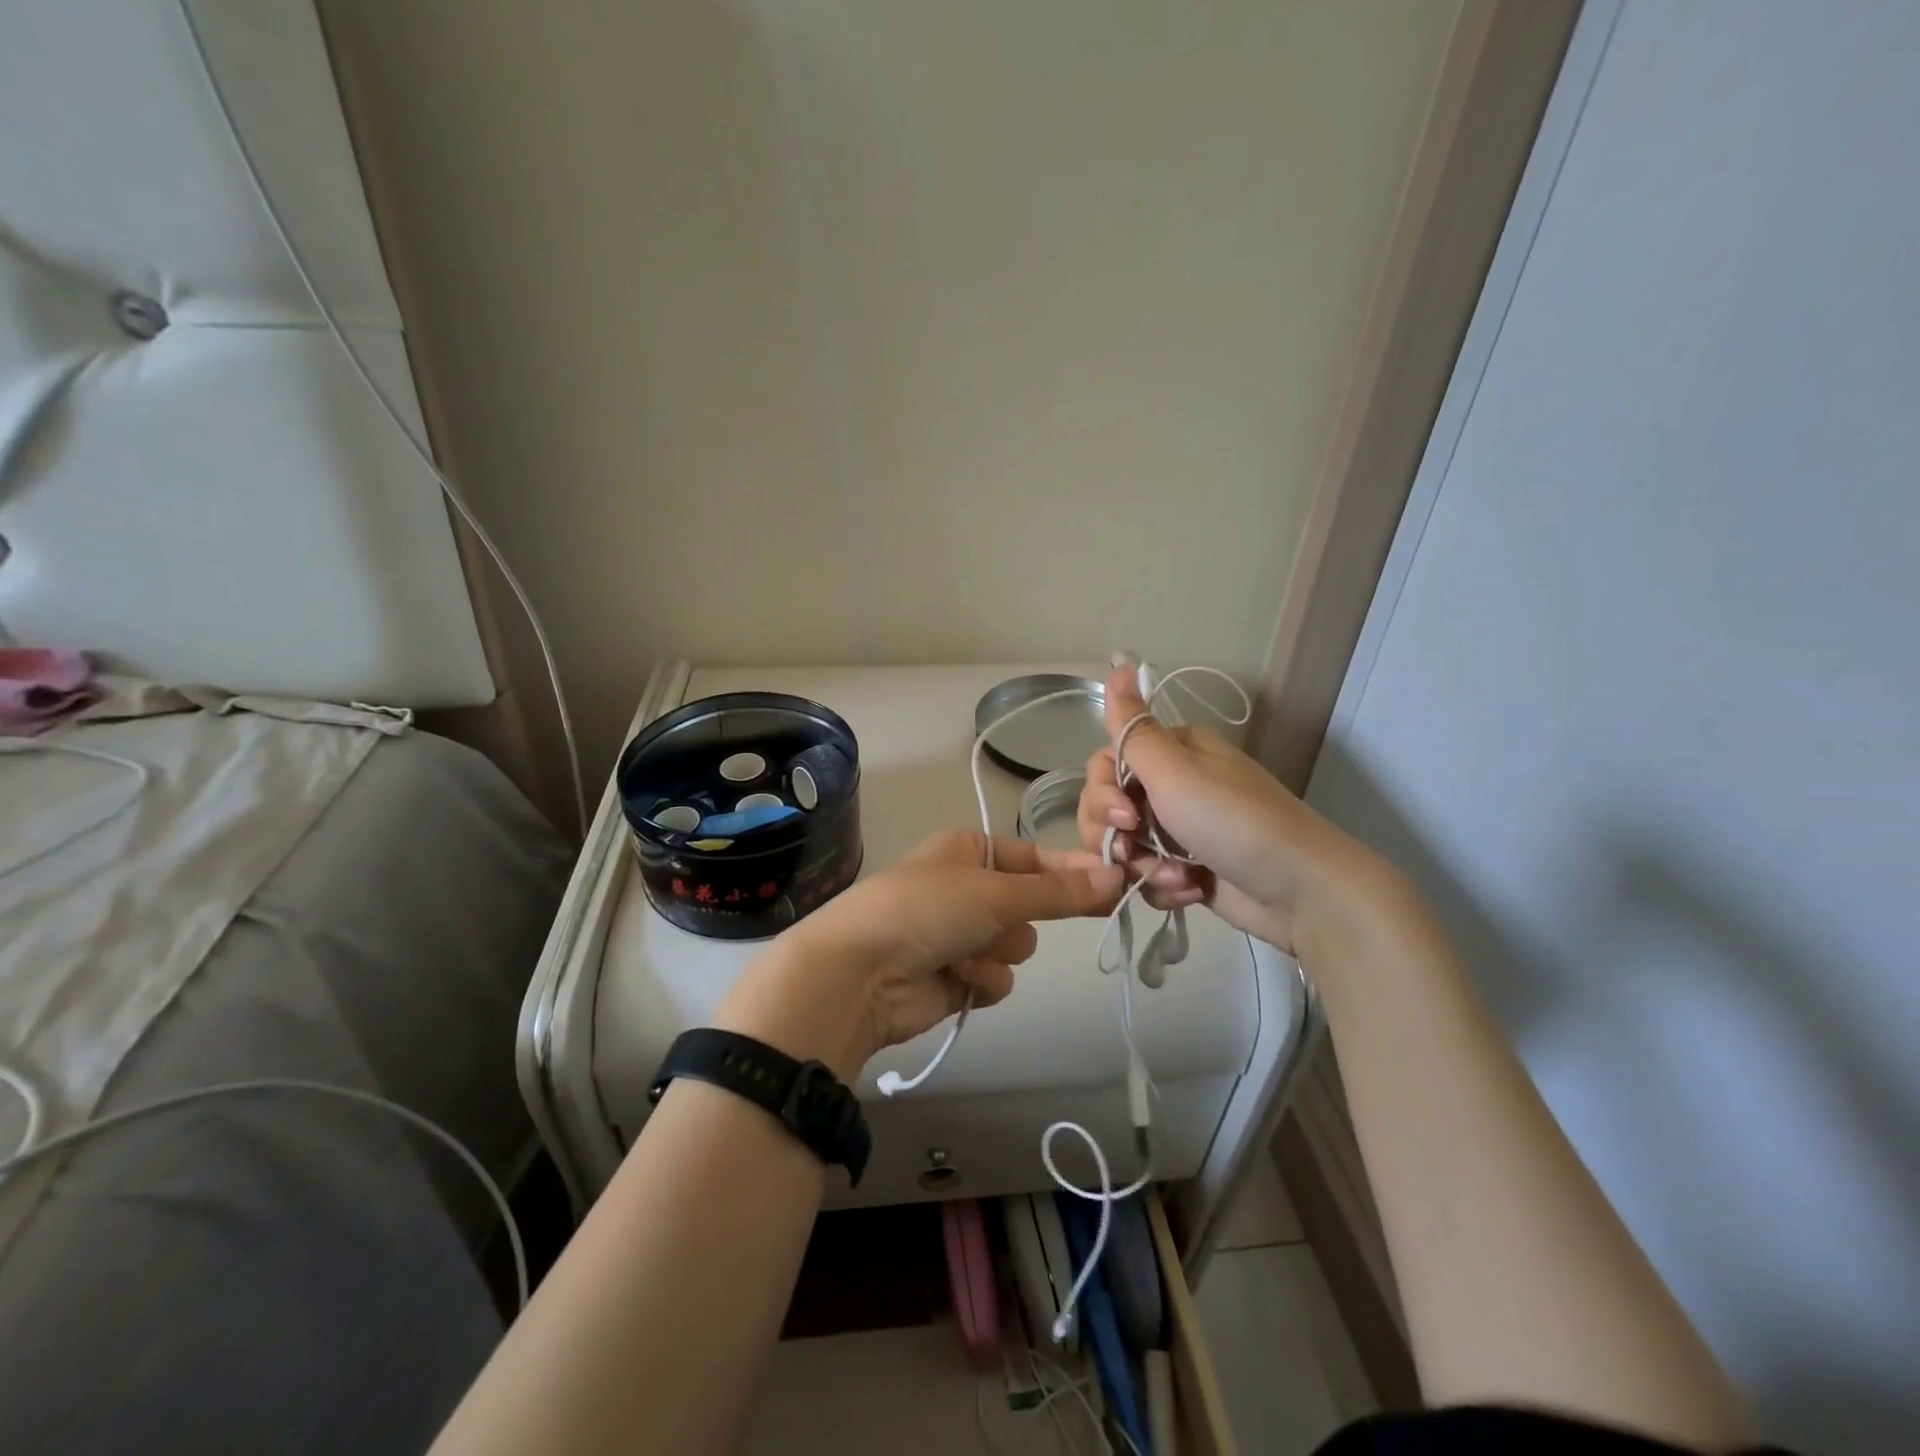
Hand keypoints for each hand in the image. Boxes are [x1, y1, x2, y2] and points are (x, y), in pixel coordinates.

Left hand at [712, 831, 1123, 1080]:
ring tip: (961, 953)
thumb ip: (1059, 891)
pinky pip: (995, 980)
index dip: (1071, 869)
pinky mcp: (955, 978)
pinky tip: (953, 980)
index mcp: (968, 851)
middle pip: (1030, 906)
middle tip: (1003, 922)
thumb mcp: (997, 892)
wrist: (860, 974)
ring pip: (1015, 946)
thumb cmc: (926, 910)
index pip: (1035, 856)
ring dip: (996, 953)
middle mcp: (965, 889)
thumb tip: (1118, 876)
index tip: (1115, 880)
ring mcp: (959, 935)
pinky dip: (980, 981)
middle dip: (1018, 920)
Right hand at [1076, 665, 1380, 957]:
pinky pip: (1148, 875)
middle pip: (1107, 807)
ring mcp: (1179, 830)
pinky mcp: (1187, 868)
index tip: (1123, 815)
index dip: (1101, 792)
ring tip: (1178, 877)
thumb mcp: (1175, 770)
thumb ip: (1133, 727)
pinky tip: (1189, 891)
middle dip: (1114, 835)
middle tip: (1134, 851)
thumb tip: (1117, 662)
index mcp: (1171, 752)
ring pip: (1124, 846)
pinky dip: (1162, 885)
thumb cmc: (1233, 821)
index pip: (1105, 764)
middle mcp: (1172, 786)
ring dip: (1142, 866)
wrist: (1301, 891)